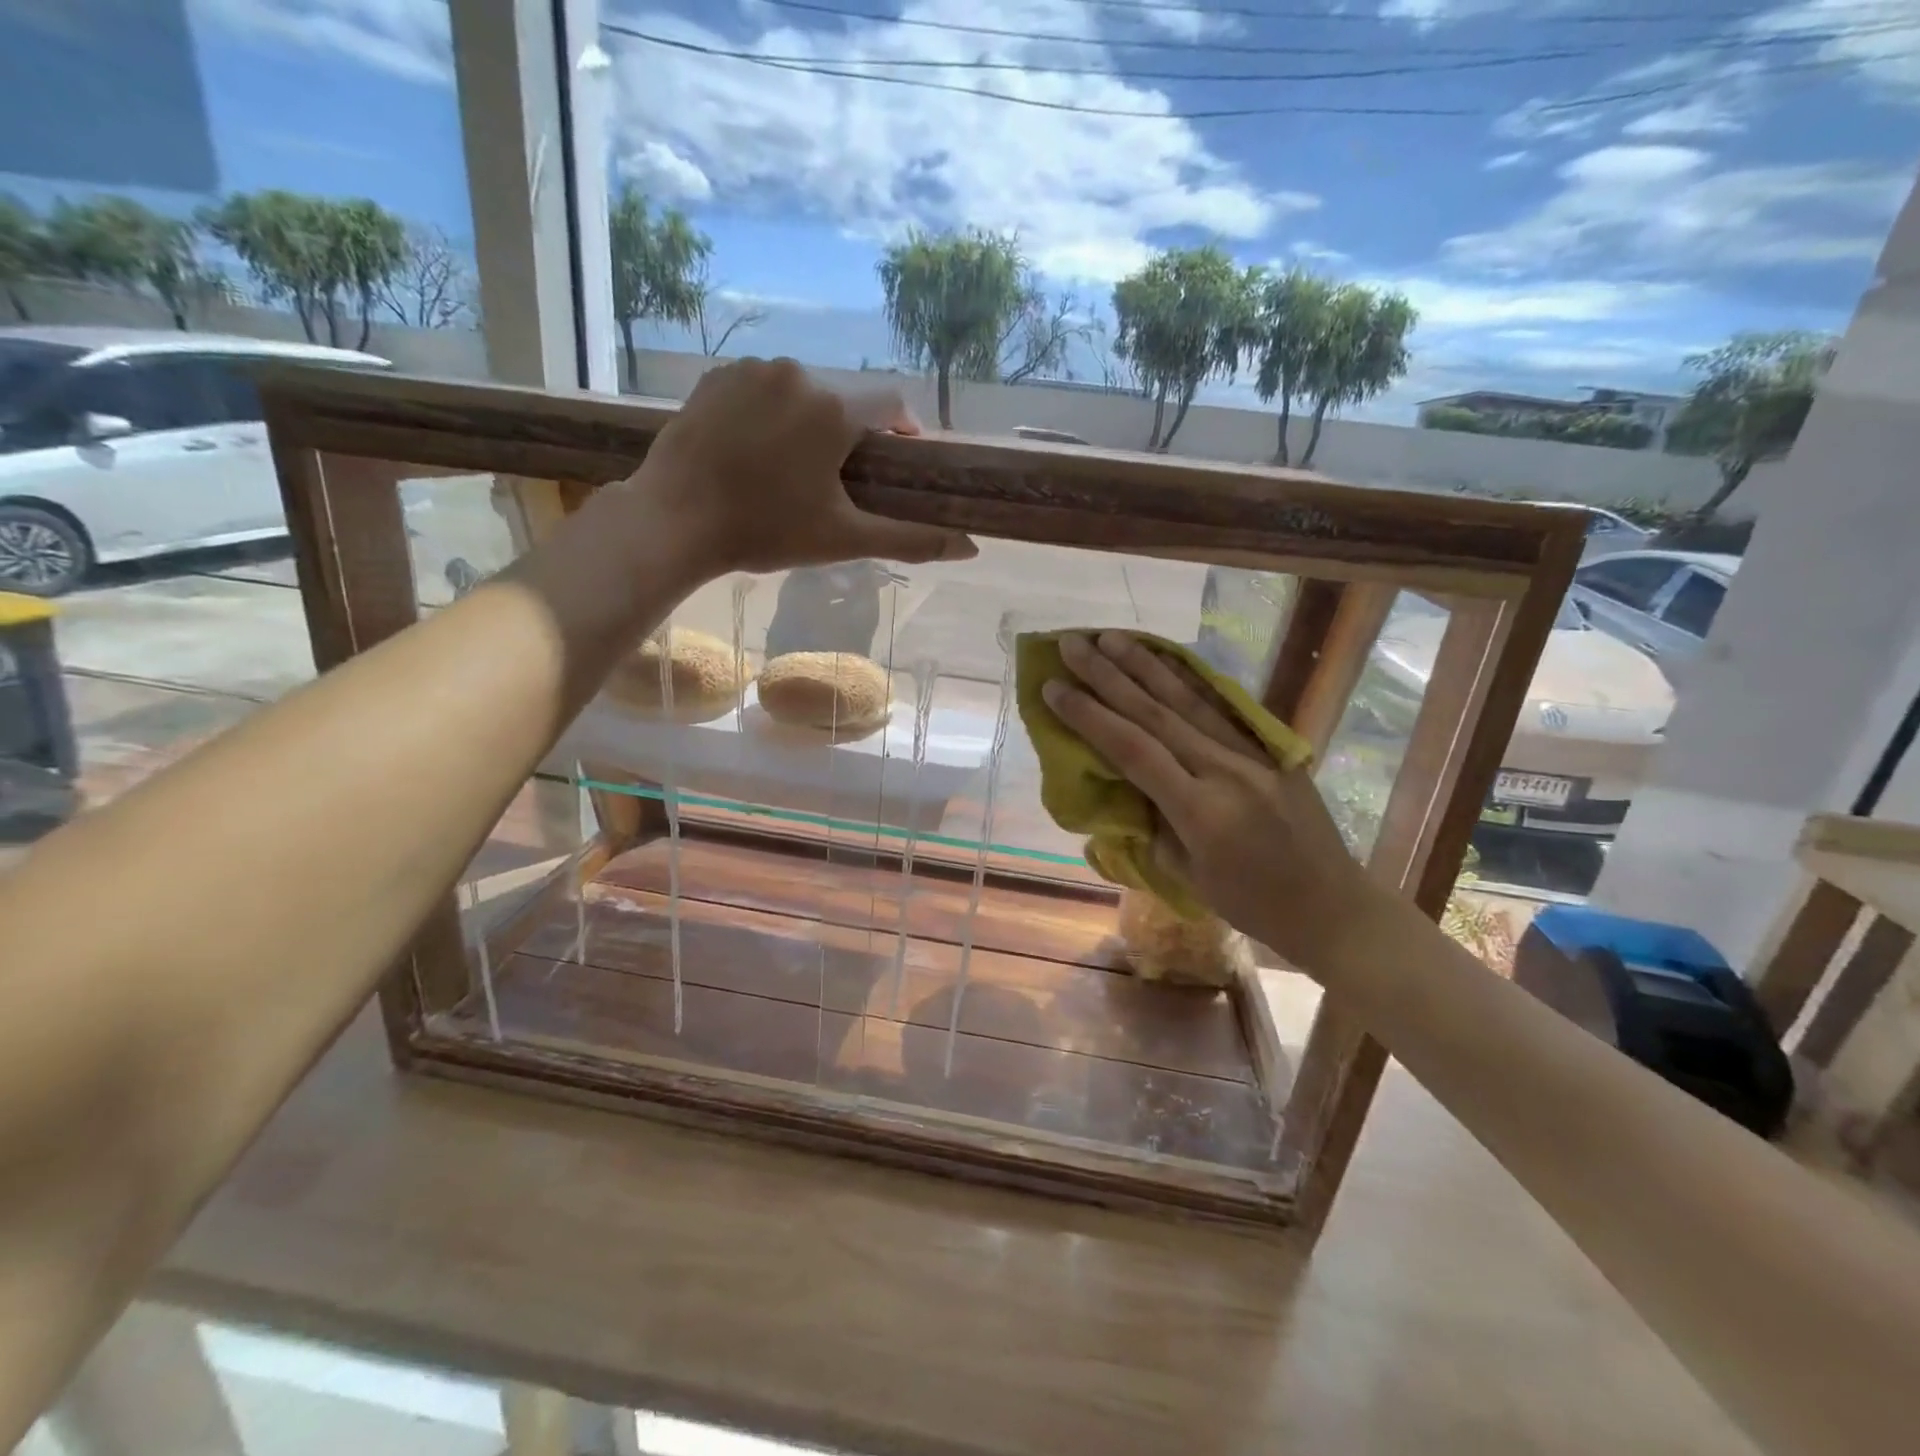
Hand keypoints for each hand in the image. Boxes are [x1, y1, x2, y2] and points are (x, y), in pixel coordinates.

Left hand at [633, 357, 977, 575]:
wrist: (674, 519)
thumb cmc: (767, 531)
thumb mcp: (845, 539)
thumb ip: (911, 539)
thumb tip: (970, 548)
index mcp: (835, 408)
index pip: (891, 403)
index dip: (902, 430)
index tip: (896, 461)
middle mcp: (798, 373)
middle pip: (845, 398)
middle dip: (850, 432)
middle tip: (836, 479)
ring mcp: (751, 369)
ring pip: (801, 391)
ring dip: (808, 421)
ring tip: (790, 467)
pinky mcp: (715, 376)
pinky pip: (760, 387)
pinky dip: (769, 412)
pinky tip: (753, 450)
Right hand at [1041, 631, 1380, 977]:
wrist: (1333, 905)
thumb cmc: (1252, 905)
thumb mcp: (1187, 875)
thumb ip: (1154, 823)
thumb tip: (1129, 784)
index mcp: (1200, 810)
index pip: (1132, 750)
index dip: (1089, 716)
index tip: (1053, 687)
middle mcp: (1225, 770)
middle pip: (1156, 712)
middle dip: (1108, 675)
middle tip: (1072, 643)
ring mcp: (1253, 753)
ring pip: (1189, 700)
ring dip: (1145, 665)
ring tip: (1111, 637)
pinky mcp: (1271, 747)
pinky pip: (1220, 708)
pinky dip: (1188, 681)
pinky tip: (1166, 660)